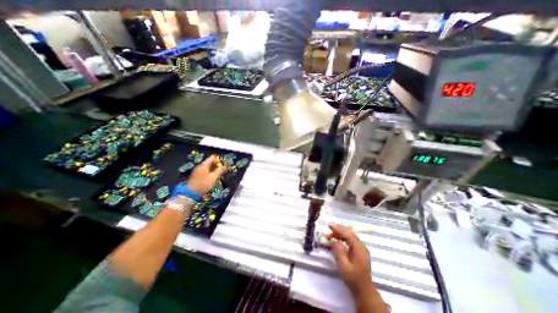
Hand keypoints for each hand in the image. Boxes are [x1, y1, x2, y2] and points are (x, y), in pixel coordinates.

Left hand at [185, 155, 224, 194]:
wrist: (190, 193)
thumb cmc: (203, 184)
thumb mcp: (213, 177)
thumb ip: (219, 171)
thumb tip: (225, 166)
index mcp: (204, 165)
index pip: (213, 157)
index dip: (220, 160)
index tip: (225, 165)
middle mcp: (201, 166)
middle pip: (211, 162)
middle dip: (218, 165)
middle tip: (224, 170)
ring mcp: (198, 171)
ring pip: (209, 167)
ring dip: (215, 169)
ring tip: (221, 174)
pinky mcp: (197, 176)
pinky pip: (206, 171)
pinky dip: (211, 172)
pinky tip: (214, 178)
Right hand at [325, 224, 370, 294]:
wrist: (364, 290)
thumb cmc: (353, 278)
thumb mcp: (343, 266)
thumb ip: (338, 251)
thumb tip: (332, 240)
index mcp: (359, 249)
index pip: (348, 234)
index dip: (338, 228)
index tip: (329, 225)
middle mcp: (361, 246)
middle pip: (349, 233)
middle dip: (338, 229)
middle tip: (328, 229)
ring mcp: (361, 248)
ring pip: (349, 235)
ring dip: (339, 233)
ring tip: (329, 235)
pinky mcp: (358, 250)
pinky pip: (350, 240)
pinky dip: (342, 237)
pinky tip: (336, 239)